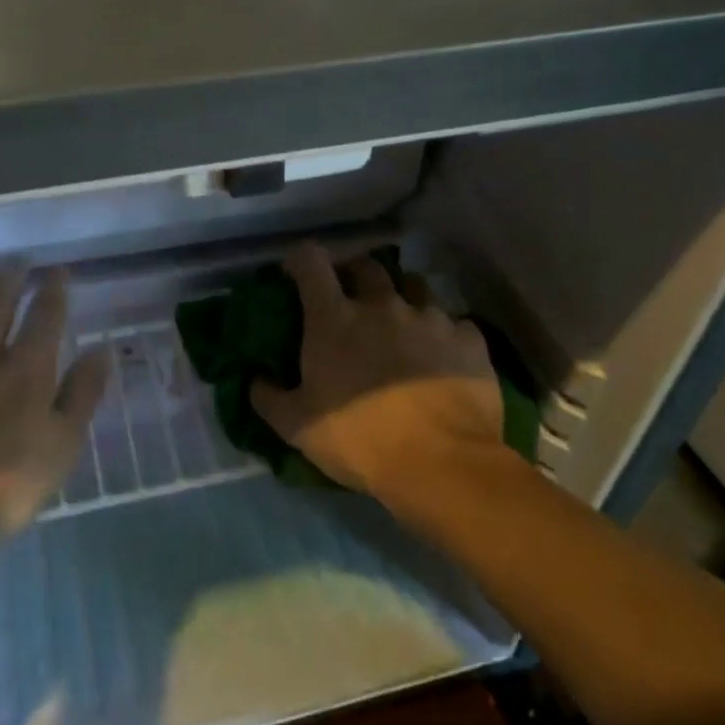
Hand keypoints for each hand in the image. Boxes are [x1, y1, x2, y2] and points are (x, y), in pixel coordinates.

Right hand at [251, 244, 503, 498]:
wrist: (441, 463)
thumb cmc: (359, 439)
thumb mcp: (297, 427)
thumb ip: (269, 398)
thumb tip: (255, 380)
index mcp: (335, 318)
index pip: (311, 262)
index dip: (301, 260)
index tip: (297, 273)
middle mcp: (382, 304)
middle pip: (366, 266)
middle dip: (354, 274)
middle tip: (351, 298)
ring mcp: (430, 317)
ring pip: (415, 287)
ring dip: (403, 298)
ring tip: (402, 325)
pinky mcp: (468, 339)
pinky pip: (454, 323)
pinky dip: (444, 334)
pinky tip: (443, 356)